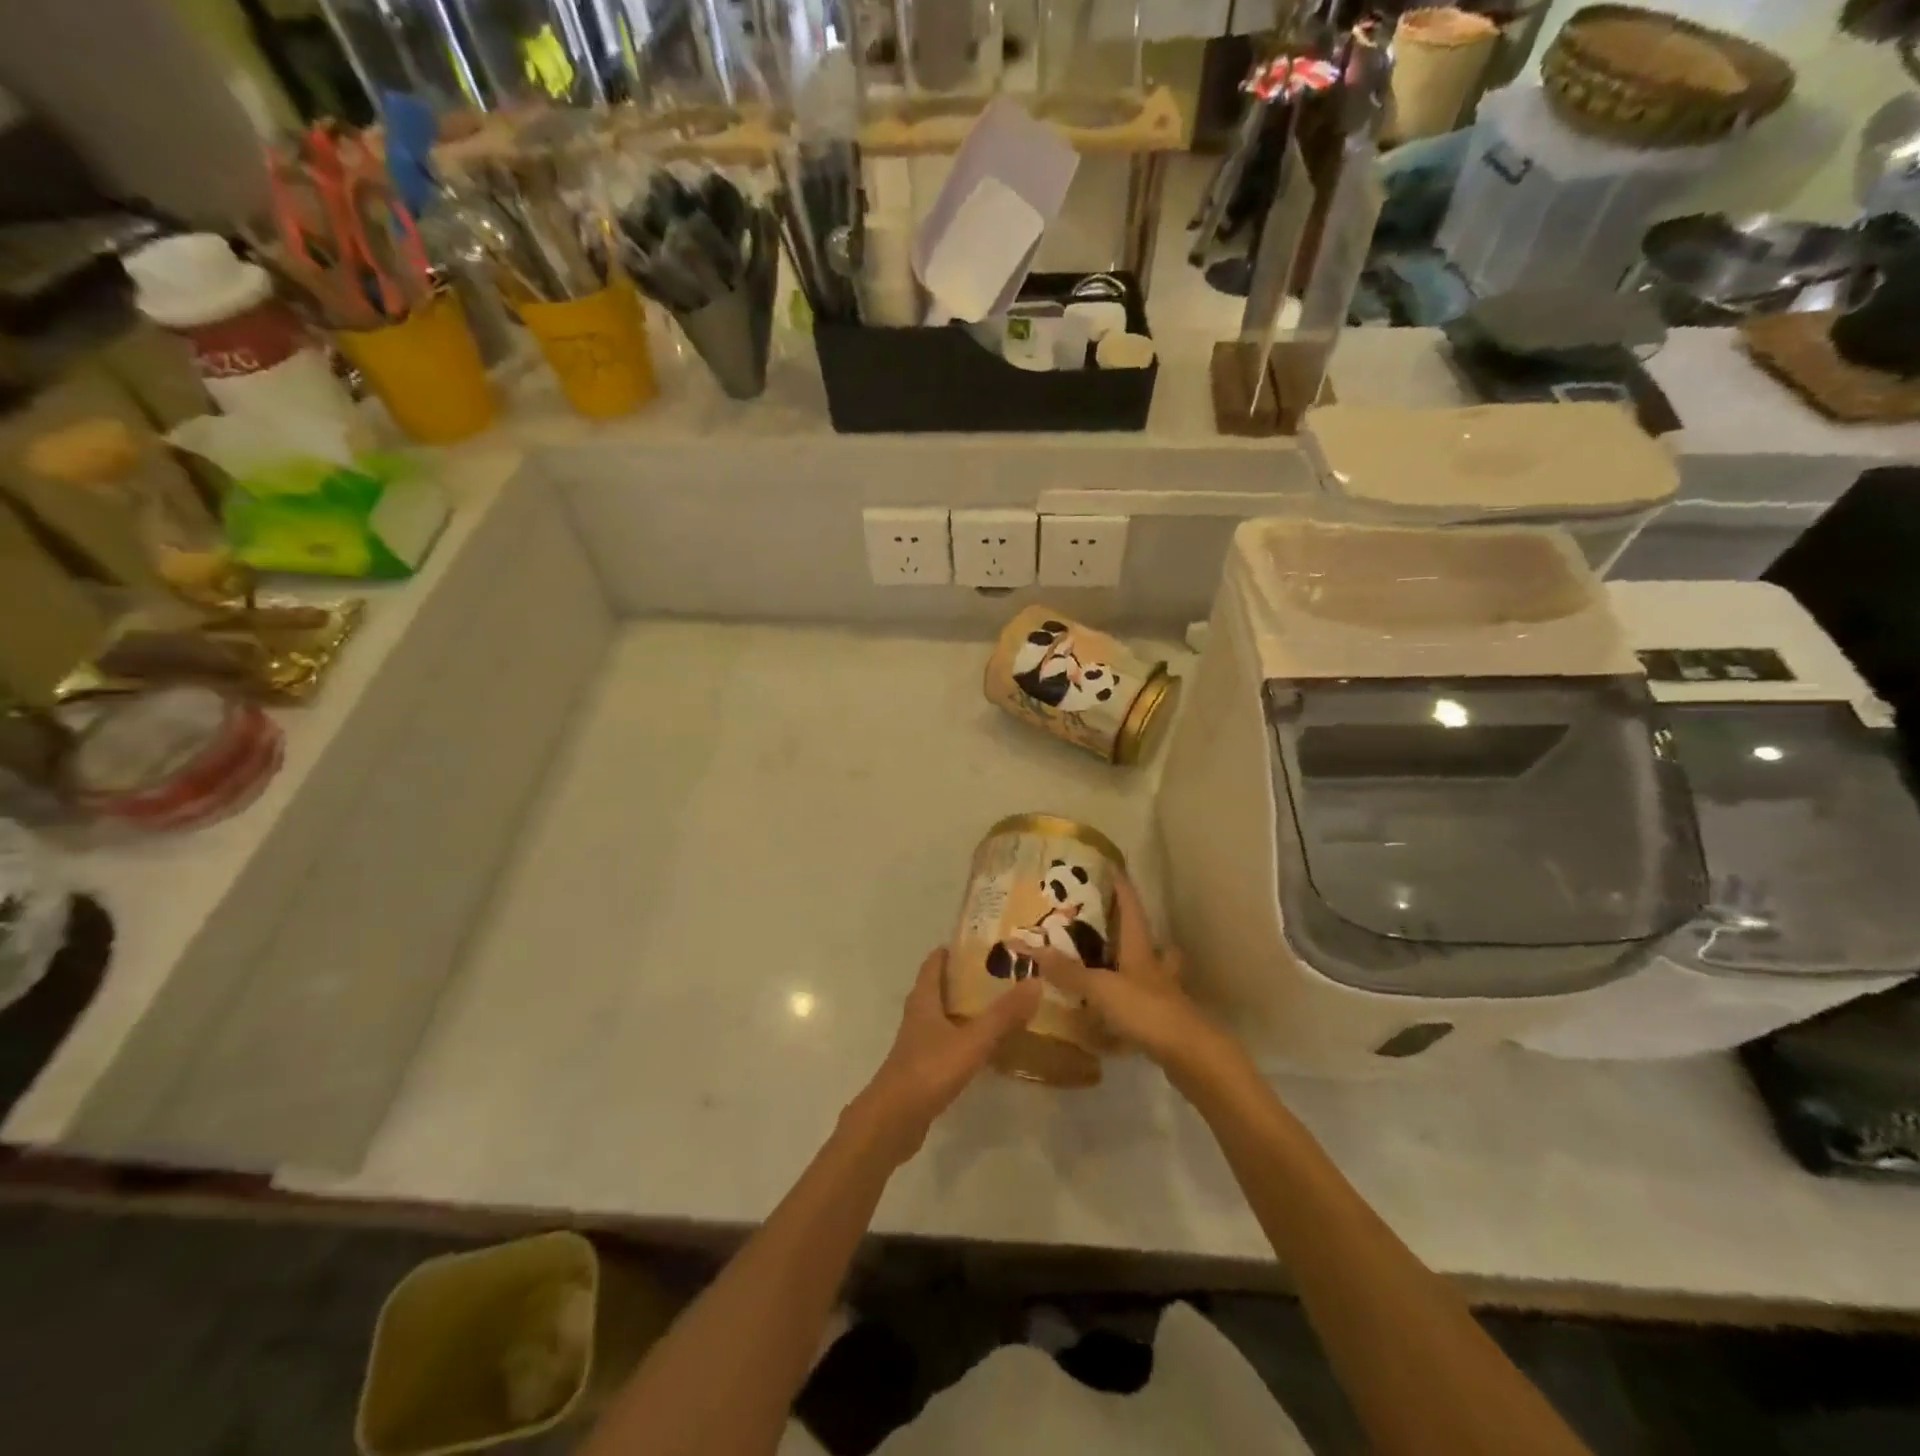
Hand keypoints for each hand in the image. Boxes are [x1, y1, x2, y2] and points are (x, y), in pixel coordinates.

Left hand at [850, 949, 1042, 1162]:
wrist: (893, 1121)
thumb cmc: (929, 1070)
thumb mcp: (972, 1040)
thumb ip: (1003, 1015)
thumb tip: (1035, 982)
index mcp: (924, 1000)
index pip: (934, 963)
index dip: (952, 950)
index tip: (979, 942)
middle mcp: (918, 1016)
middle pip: (938, 988)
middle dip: (964, 979)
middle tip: (997, 973)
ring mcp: (917, 1044)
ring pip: (941, 1016)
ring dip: (963, 1009)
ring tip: (996, 1006)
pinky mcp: (921, 1068)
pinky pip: (944, 1042)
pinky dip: (962, 1037)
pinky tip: (982, 1046)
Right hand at [1030, 873, 1222, 1075]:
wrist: (1192, 1056)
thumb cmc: (1148, 1011)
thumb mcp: (1102, 989)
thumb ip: (1068, 971)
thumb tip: (1029, 947)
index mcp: (1141, 949)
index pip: (1132, 909)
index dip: (1122, 888)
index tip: (1113, 868)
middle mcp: (1155, 967)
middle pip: (1150, 941)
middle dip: (1134, 931)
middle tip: (1111, 925)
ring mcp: (1164, 996)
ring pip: (1153, 972)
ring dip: (1138, 967)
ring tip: (1114, 968)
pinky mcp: (1164, 1023)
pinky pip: (1146, 1005)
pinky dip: (1132, 1003)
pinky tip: (1116, 1013)